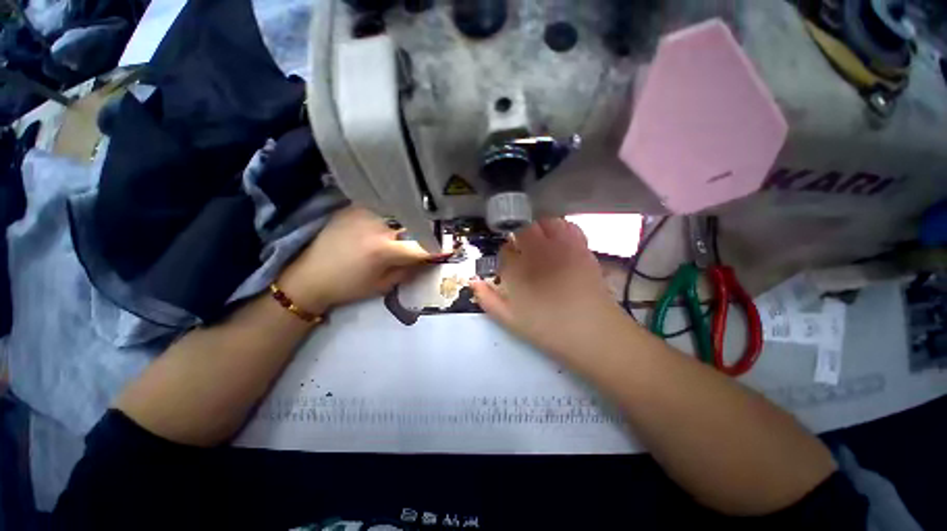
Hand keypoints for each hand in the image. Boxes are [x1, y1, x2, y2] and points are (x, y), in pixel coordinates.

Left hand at [278, 207, 436, 314]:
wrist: (309, 277)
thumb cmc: (348, 286)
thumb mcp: (383, 285)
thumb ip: (409, 269)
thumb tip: (429, 258)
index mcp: (383, 249)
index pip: (422, 246)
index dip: (440, 247)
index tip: (453, 247)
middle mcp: (376, 226)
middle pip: (414, 222)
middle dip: (429, 228)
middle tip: (439, 231)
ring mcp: (364, 212)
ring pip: (400, 209)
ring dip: (413, 216)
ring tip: (421, 220)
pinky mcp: (354, 207)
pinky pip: (383, 205)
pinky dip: (395, 209)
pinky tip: (398, 214)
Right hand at [471, 218, 630, 360]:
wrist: (593, 333)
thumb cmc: (548, 329)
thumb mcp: (510, 320)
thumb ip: (488, 299)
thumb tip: (473, 281)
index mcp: (517, 269)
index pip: (504, 251)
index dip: (505, 256)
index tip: (510, 265)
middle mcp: (536, 251)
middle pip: (522, 229)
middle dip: (518, 236)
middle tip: (523, 250)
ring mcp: (560, 246)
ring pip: (544, 222)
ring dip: (538, 228)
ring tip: (540, 241)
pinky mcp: (581, 247)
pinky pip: (568, 226)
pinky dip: (560, 228)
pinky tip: (559, 241)